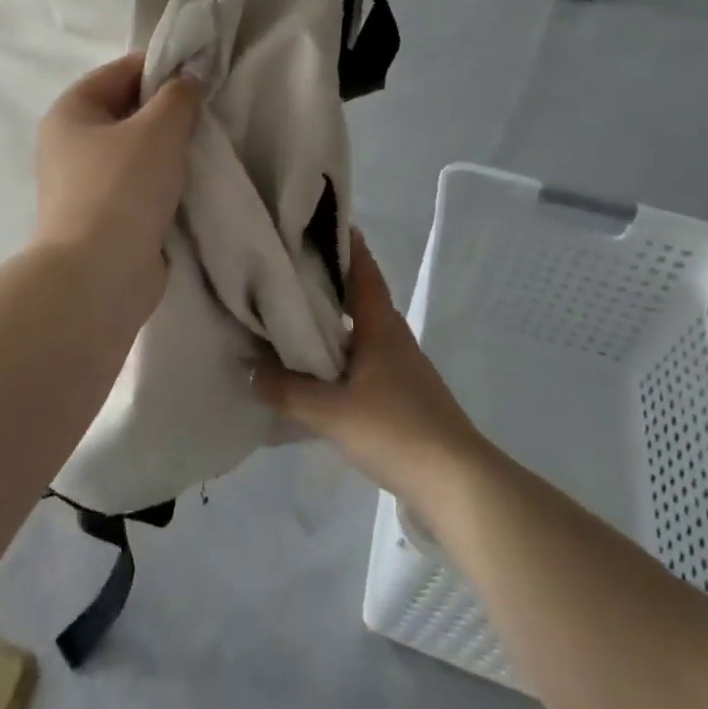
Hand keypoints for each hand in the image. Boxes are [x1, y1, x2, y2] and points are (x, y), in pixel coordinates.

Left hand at [34, 52, 201, 320]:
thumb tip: (190, 76)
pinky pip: (140, 186)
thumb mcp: (158, 130)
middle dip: (170, 110)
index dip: (164, 66)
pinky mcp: (104, 217)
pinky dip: (165, 183)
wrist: (97, 278)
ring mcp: (85, 183)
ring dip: (170, 150)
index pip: (122, 70)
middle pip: (128, 110)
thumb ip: (179, 95)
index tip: (205, 74)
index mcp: (72, 111)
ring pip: (137, 151)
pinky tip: (195, 183)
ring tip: (207, 147)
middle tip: (210, 114)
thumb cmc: (121, 190)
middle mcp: (71, 143)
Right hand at [252, 229, 487, 510]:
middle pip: (360, 298)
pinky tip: (317, 373)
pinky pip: (364, 361)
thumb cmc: (395, 430)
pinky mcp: (404, 396)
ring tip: (292, 319)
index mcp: (381, 327)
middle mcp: (393, 338)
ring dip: (333, 323)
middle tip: (286, 272)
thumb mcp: (330, 411)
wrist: (457, 484)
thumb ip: (287, 390)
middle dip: (328, 283)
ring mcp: (402, 368)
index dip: (345, 245)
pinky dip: (340, 356)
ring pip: (361, 332)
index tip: (317, 224)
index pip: (363, 271)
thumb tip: (250, 369)